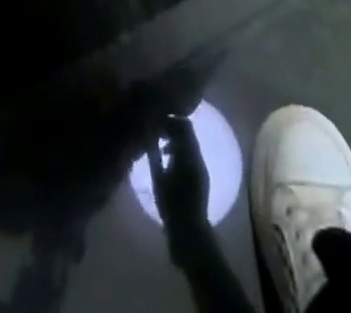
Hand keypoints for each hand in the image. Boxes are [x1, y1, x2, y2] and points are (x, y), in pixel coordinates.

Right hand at [147, 113, 210, 230]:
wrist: (189, 230)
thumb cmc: (170, 205)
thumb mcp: (158, 179)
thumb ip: (154, 154)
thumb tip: (148, 135)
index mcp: (188, 154)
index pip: (183, 125)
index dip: (170, 121)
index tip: (157, 122)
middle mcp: (197, 156)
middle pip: (187, 131)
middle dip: (173, 128)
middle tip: (157, 132)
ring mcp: (201, 165)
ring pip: (189, 142)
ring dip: (176, 140)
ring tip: (161, 147)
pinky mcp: (202, 175)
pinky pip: (192, 154)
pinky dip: (181, 151)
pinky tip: (169, 160)